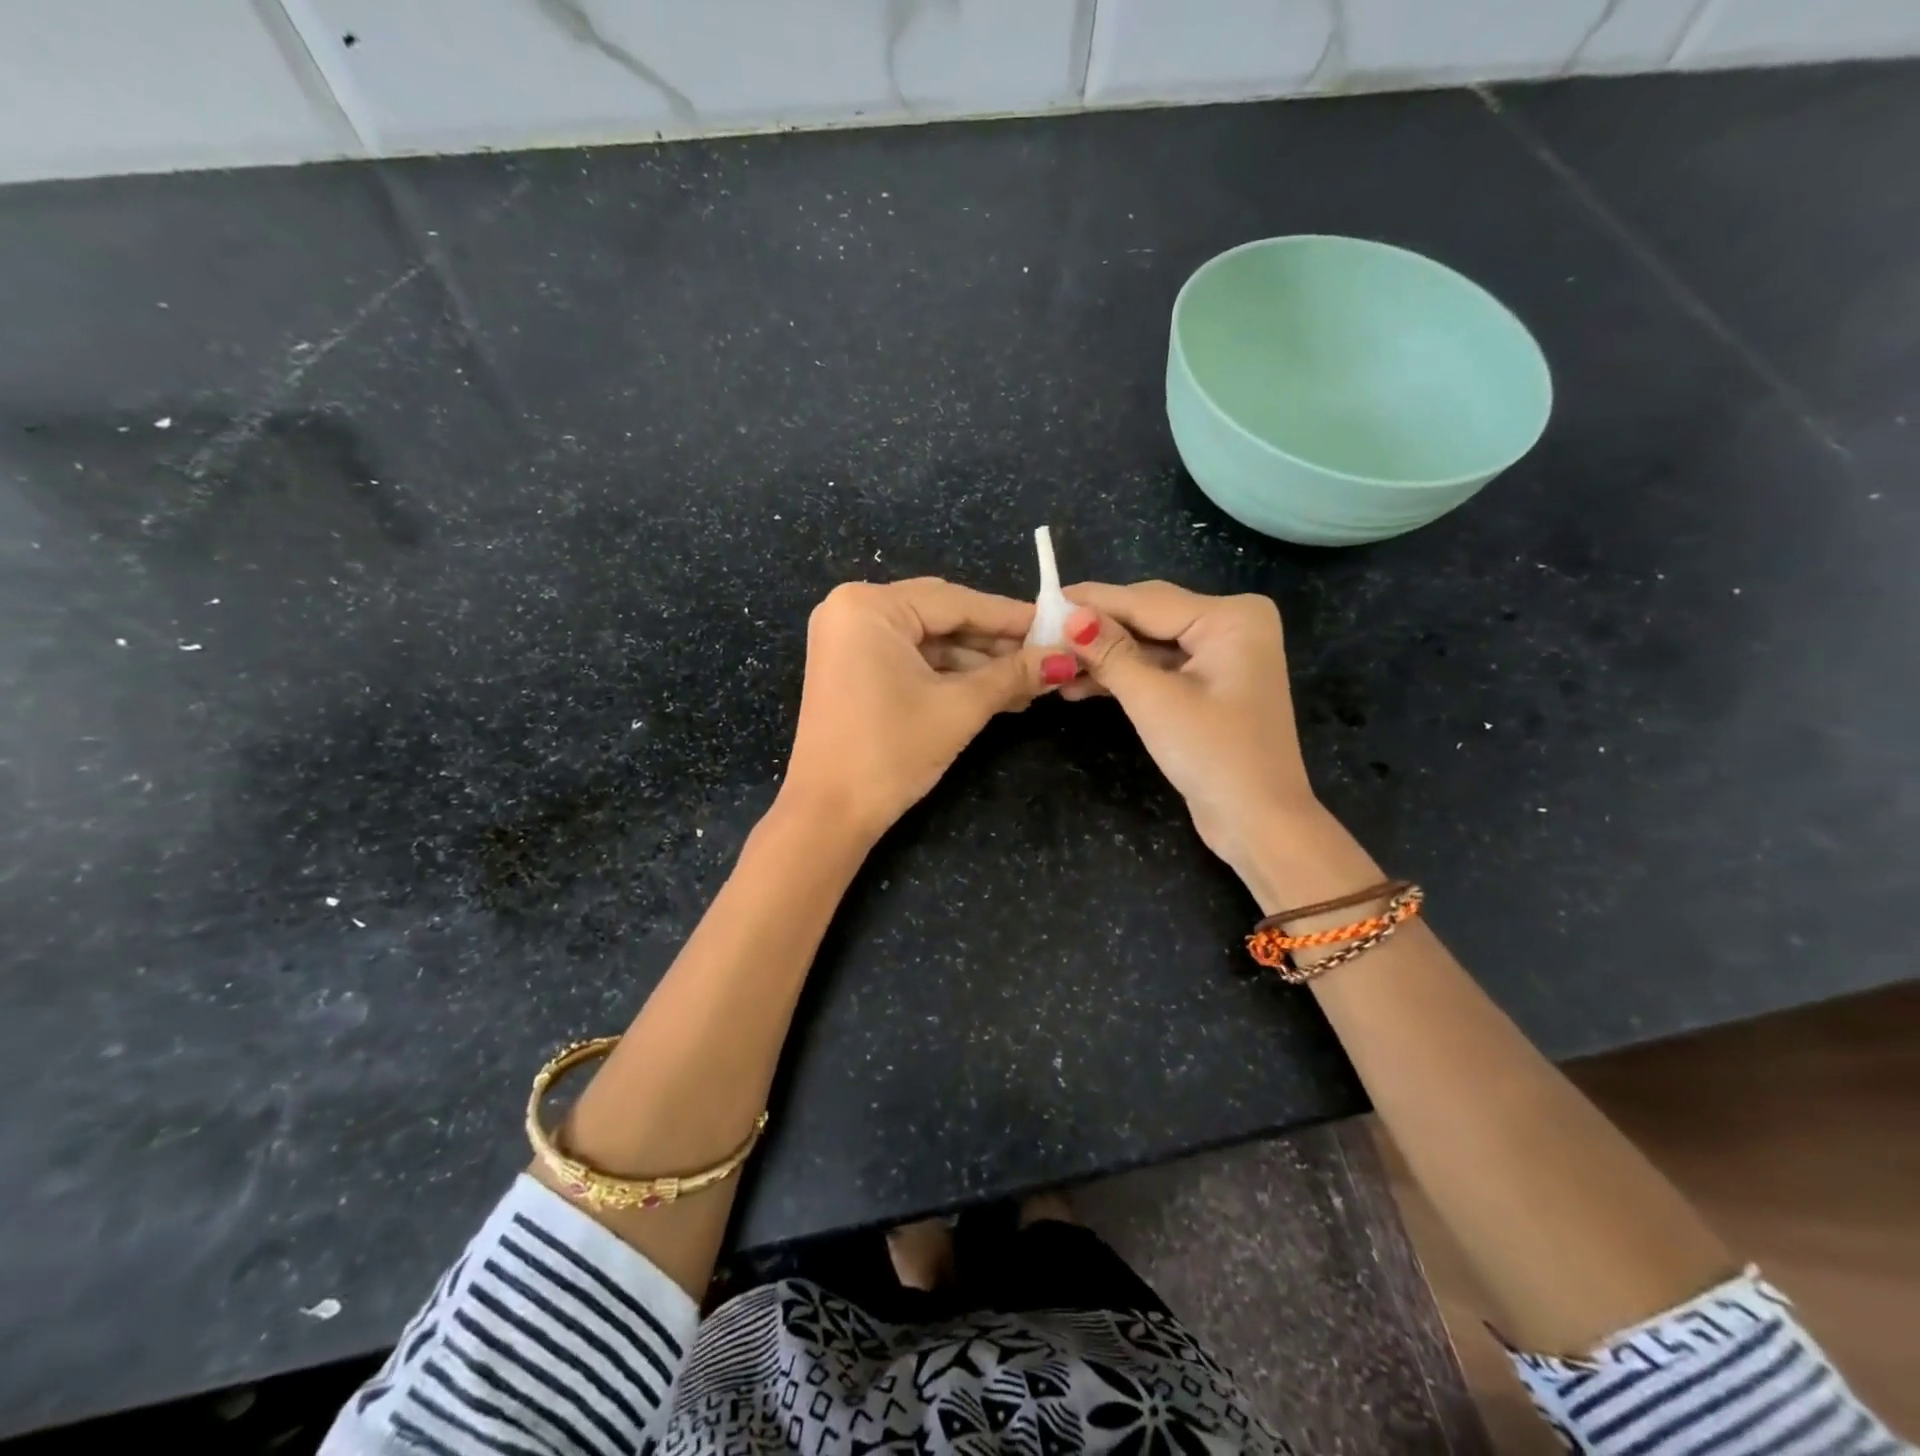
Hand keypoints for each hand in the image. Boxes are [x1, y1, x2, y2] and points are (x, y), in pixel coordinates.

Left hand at [781, 579, 1063, 842]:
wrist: (829, 814)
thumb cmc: (891, 752)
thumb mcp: (959, 708)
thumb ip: (1012, 676)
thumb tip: (1065, 660)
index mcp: (870, 606)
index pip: (956, 602)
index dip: (1012, 617)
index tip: (1060, 625)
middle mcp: (853, 610)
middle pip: (942, 617)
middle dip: (995, 643)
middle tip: (1047, 657)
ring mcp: (849, 640)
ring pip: (929, 641)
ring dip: (977, 663)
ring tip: (1030, 683)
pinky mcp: (852, 668)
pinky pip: (910, 659)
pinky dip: (949, 675)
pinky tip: (994, 690)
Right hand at [1060, 581, 1320, 890]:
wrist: (1257, 822)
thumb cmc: (1212, 754)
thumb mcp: (1154, 699)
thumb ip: (1110, 652)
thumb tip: (1068, 614)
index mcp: (1231, 617)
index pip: (1146, 601)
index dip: (1091, 601)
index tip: (1041, 599)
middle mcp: (1230, 626)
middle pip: (1148, 617)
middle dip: (1095, 629)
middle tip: (1041, 630)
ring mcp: (1221, 656)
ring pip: (1148, 644)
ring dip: (1104, 657)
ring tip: (1052, 662)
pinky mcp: (1208, 685)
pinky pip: (1158, 668)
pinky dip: (1123, 676)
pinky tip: (1079, 684)